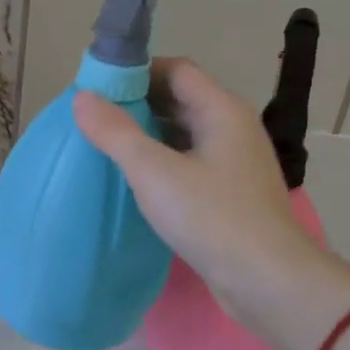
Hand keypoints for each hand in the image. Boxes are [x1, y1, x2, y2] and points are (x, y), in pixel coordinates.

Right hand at [72, 57, 315, 306]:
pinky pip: (189, 162)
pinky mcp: (230, 193)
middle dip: (137, 104)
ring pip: (184, 133)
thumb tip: (82, 97)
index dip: (137, 72)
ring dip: (148, 134)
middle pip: (180, 100)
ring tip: (106, 147)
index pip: (176, 70)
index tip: (98, 89)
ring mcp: (234, 162)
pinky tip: (136, 180)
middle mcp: (233, 128)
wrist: (266, 280)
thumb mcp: (154, 172)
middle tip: (94, 119)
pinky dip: (162, 161)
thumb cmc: (211, 217)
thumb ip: (115, 132)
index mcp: (221, 110)